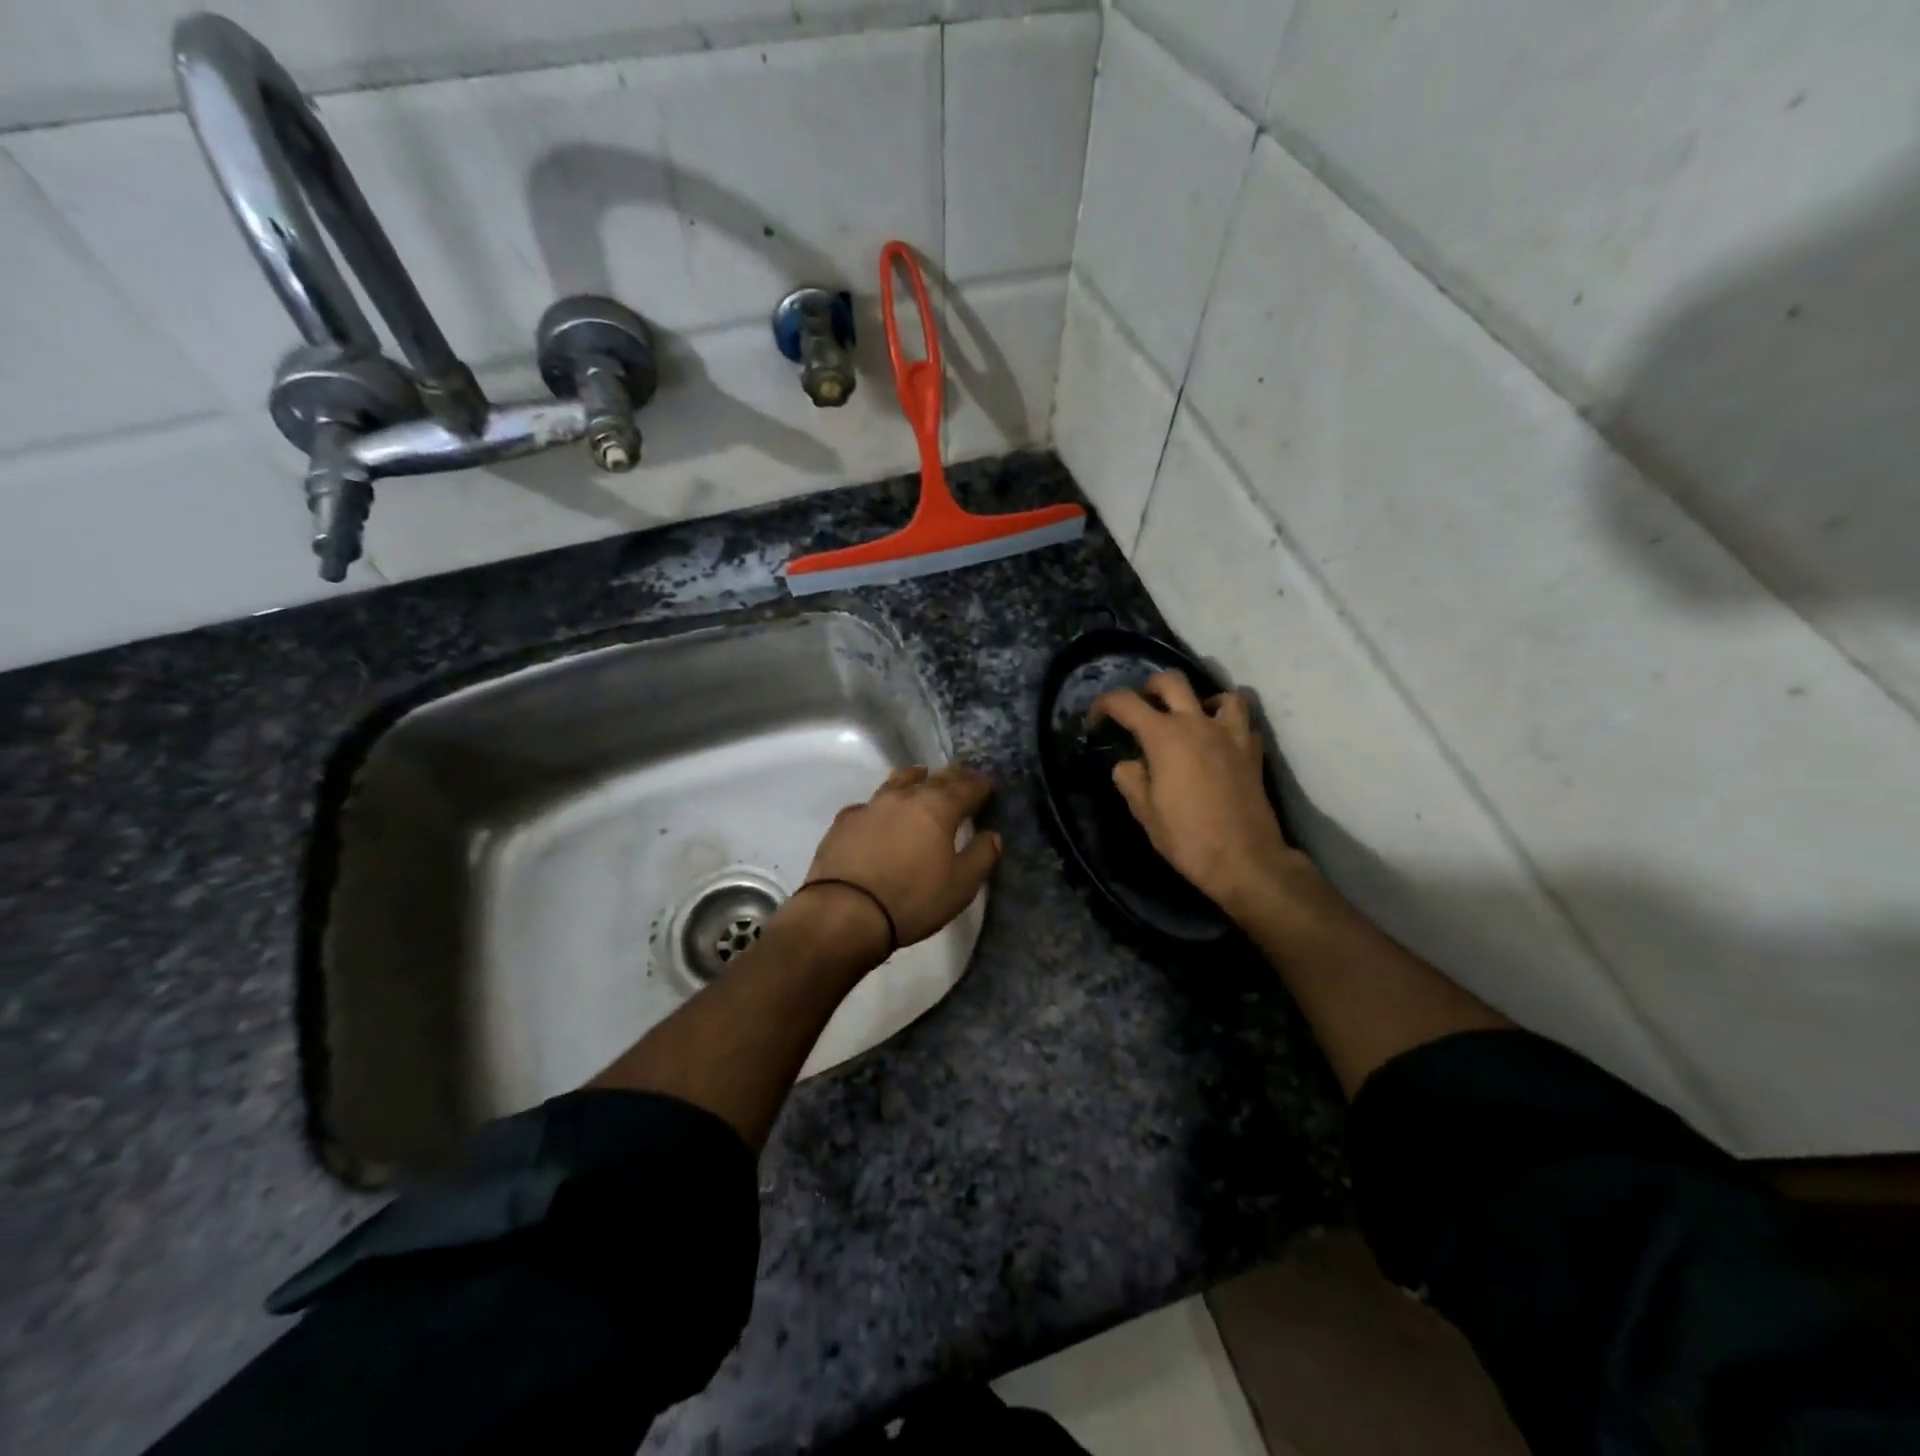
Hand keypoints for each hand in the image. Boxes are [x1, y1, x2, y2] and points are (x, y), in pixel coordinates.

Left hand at [801, 765, 1001, 958]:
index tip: (988, 785)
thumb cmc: (912, 899)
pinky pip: (869, 804)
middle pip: (933, 779)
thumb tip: (992, 835)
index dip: (980, 785)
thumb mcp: (960, 886)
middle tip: (961, 777)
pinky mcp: (844, 822)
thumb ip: (981, 856)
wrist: (844, 912)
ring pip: (897, 782)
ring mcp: (871, 806)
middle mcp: (905, 797)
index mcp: (938, 808)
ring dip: (914, 779)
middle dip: (951, 777)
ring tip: (921, 777)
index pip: (966, 787)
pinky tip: (880, 814)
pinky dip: (882, 805)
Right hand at [1089, 672, 1306, 917]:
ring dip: (1201, 701)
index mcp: (1164, 736)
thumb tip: (1130, 764)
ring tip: (1192, 721)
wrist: (1243, 859)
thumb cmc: (1186, 836)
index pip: (1125, 703)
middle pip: (1171, 681)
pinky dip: (1228, 723)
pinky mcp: (1253, 751)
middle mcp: (1197, 724)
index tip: (1096, 720)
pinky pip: (1242, 721)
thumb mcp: (1144, 811)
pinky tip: (1219, 742)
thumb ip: (1130, 779)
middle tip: (1142, 708)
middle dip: (1150, 688)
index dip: (1104, 705)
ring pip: (1219, 694)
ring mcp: (1230, 734)